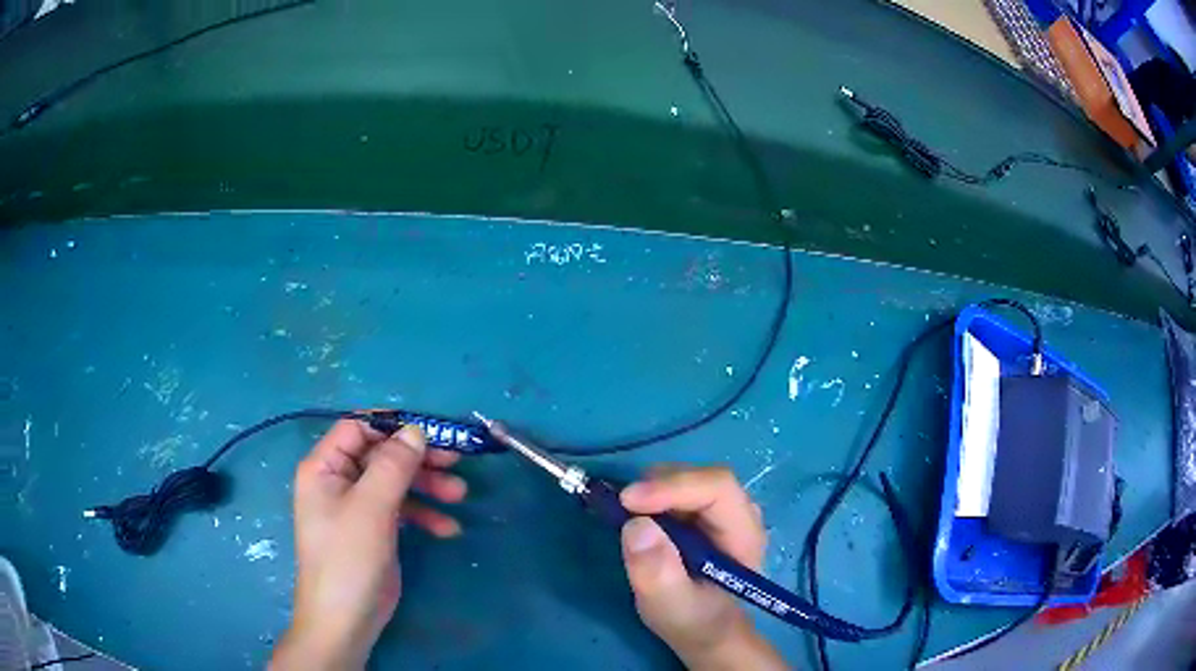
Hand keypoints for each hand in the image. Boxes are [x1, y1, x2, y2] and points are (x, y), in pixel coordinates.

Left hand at [271, 421, 466, 669]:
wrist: (345, 619)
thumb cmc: (348, 558)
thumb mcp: (371, 508)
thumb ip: (394, 465)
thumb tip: (416, 430)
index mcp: (325, 467)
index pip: (358, 428)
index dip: (392, 426)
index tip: (431, 432)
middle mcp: (339, 481)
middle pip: (382, 455)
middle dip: (418, 459)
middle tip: (456, 461)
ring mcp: (358, 507)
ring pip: (396, 482)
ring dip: (428, 486)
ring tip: (460, 496)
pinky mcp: (375, 530)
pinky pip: (401, 510)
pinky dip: (424, 515)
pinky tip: (447, 529)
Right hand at [619, 466, 786, 670]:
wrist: (704, 629)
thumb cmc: (693, 621)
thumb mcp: (671, 607)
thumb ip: (658, 574)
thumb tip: (637, 525)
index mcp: (744, 534)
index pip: (718, 488)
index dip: (674, 486)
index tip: (628, 501)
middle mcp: (739, 513)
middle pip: (700, 478)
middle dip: (658, 487)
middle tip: (619, 509)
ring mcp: (722, 510)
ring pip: (686, 479)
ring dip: (652, 491)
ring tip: (626, 517)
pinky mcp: (703, 512)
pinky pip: (676, 489)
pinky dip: (650, 497)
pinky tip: (634, 517)